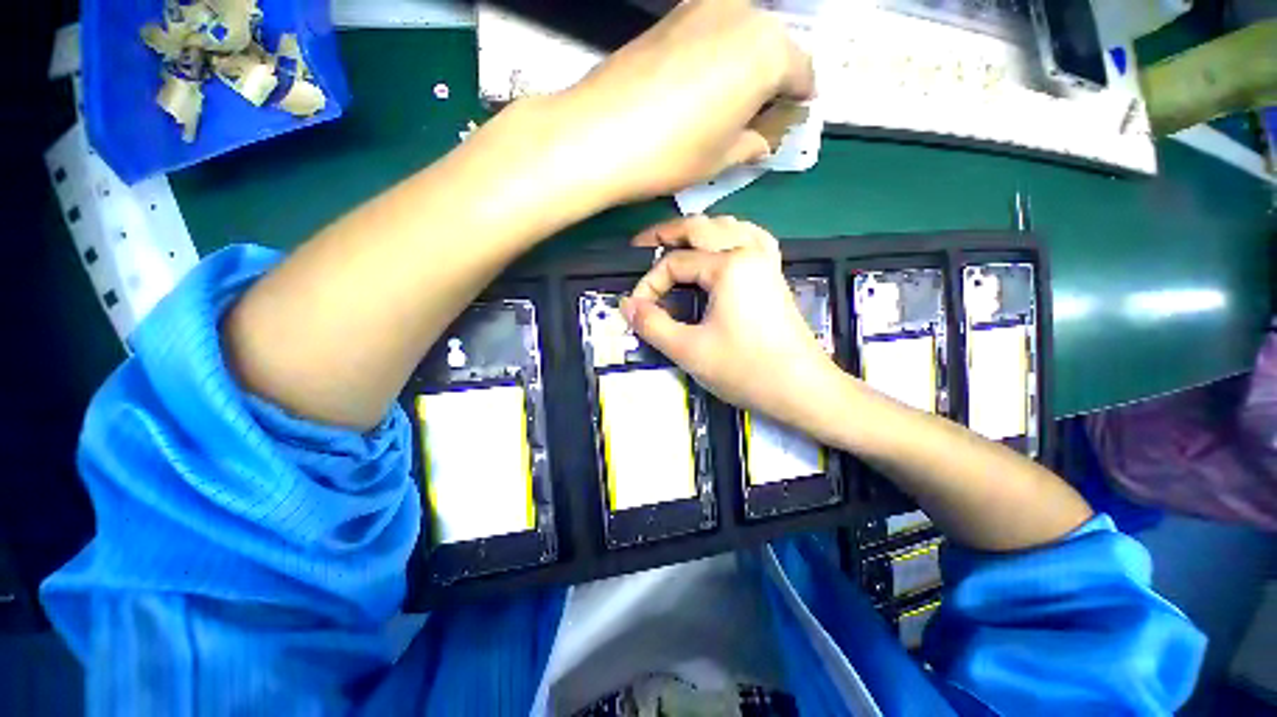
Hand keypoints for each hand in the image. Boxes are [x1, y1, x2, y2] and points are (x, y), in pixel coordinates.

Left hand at [556, 0, 813, 204]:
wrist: (601, 133)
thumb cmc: (672, 153)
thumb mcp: (722, 159)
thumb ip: (752, 144)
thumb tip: (761, 140)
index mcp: (768, 52)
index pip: (802, 72)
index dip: (798, 100)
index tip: (789, 118)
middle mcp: (742, 15)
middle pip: (772, 47)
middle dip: (770, 81)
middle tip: (756, 116)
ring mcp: (702, 7)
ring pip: (740, 36)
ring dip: (741, 66)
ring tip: (725, 104)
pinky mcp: (670, 15)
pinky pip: (709, 34)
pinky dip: (714, 57)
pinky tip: (697, 88)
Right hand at [621, 216, 837, 425]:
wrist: (802, 389)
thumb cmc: (746, 369)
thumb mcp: (689, 350)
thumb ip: (652, 324)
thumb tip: (626, 305)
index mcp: (729, 265)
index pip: (675, 263)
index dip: (650, 283)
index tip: (638, 309)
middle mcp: (749, 251)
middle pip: (700, 227)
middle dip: (666, 234)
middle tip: (641, 247)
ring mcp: (767, 261)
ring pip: (727, 226)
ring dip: (698, 231)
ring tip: (675, 244)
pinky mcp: (774, 274)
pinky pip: (750, 238)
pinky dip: (728, 236)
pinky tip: (720, 248)